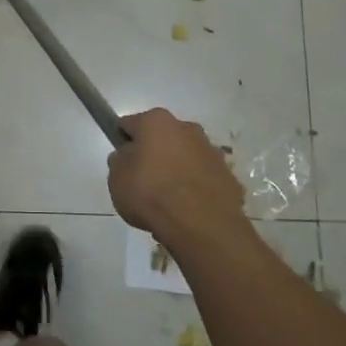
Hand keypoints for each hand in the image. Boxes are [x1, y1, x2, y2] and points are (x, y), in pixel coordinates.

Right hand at [107, 108, 246, 239]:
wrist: (200, 223)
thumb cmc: (150, 192)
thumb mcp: (116, 178)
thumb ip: (120, 161)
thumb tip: (128, 156)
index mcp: (156, 121)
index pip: (130, 124)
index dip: (122, 141)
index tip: (120, 161)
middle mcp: (187, 128)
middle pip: (163, 138)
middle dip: (154, 154)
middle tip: (143, 181)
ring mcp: (211, 152)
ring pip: (186, 156)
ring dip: (177, 169)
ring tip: (167, 200)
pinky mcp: (228, 176)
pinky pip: (204, 178)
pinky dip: (196, 188)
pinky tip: (187, 209)